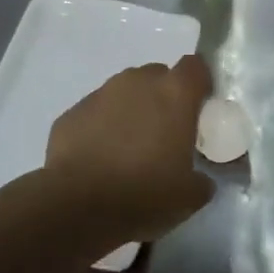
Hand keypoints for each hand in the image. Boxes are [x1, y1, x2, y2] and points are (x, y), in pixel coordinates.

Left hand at [45, 56, 215, 246]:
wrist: (76, 205)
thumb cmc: (143, 193)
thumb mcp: (188, 196)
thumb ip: (200, 180)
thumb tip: (200, 180)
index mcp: (174, 93)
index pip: (194, 67)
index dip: (198, 84)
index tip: (199, 107)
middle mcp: (138, 82)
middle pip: (158, 76)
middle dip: (162, 97)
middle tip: (164, 132)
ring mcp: (101, 93)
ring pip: (124, 92)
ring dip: (131, 111)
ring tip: (128, 148)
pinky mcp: (72, 112)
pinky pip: (96, 112)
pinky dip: (101, 127)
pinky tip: (100, 158)